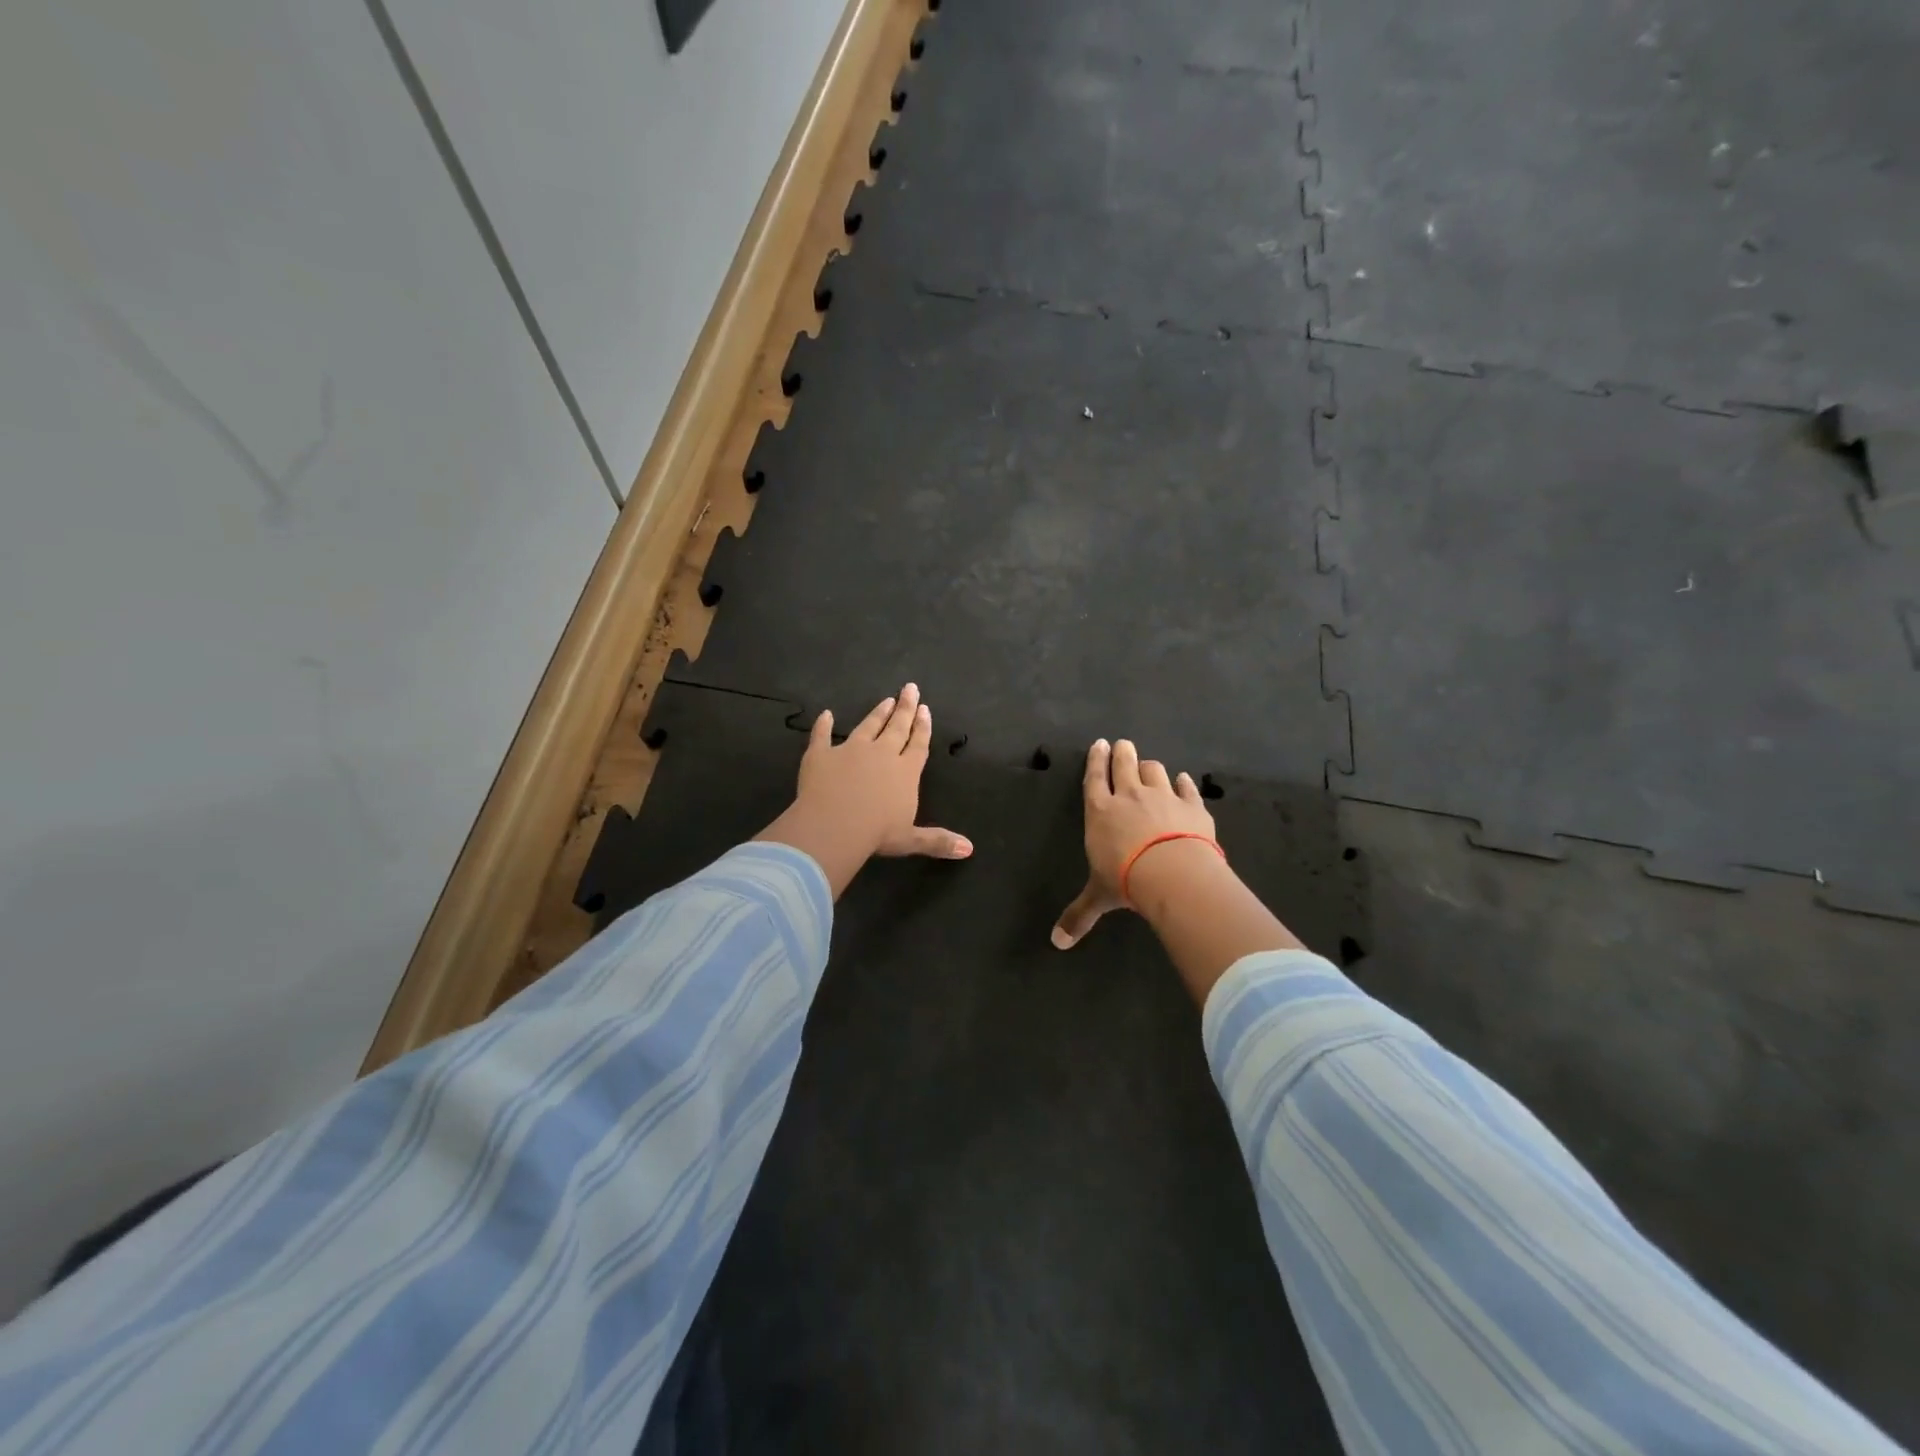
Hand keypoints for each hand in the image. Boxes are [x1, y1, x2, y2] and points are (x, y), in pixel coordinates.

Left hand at [756, 683, 970, 897]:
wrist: (834, 825)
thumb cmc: (877, 834)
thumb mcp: (911, 839)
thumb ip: (938, 841)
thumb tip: (969, 849)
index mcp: (905, 772)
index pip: (918, 745)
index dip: (923, 727)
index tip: (925, 709)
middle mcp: (881, 754)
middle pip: (897, 727)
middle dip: (905, 708)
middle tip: (910, 688)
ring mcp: (850, 751)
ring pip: (868, 726)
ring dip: (877, 713)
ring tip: (886, 700)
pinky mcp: (821, 755)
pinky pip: (822, 736)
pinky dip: (823, 725)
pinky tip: (825, 714)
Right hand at [1051, 738, 1217, 948]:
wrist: (1173, 872)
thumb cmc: (1126, 879)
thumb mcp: (1099, 897)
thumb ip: (1079, 915)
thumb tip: (1057, 943)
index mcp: (1101, 811)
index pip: (1095, 778)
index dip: (1096, 760)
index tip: (1099, 744)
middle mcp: (1130, 796)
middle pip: (1125, 765)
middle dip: (1122, 753)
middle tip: (1122, 744)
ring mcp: (1163, 796)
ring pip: (1155, 770)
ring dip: (1150, 766)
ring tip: (1149, 765)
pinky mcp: (1192, 805)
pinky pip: (1186, 787)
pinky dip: (1183, 783)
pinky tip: (1183, 781)